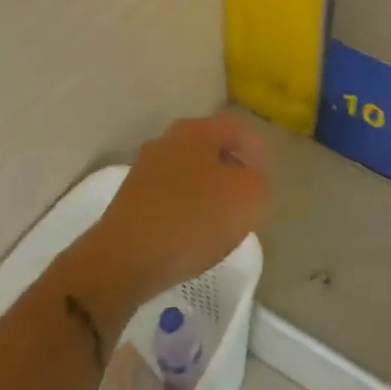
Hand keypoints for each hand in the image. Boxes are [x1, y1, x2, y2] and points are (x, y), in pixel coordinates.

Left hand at [85, 111, 270, 302]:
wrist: (124, 261)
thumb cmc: (192, 219)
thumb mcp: (248, 198)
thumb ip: (259, 182)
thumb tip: (248, 181)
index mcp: (195, 131)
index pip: (236, 128)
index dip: (257, 150)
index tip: (267, 178)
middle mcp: (166, 142)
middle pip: (210, 149)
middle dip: (231, 170)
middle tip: (248, 198)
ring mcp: (144, 172)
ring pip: (189, 174)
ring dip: (208, 192)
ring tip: (223, 221)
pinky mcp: (131, 202)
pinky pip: (170, 198)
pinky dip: (187, 211)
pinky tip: (193, 235)